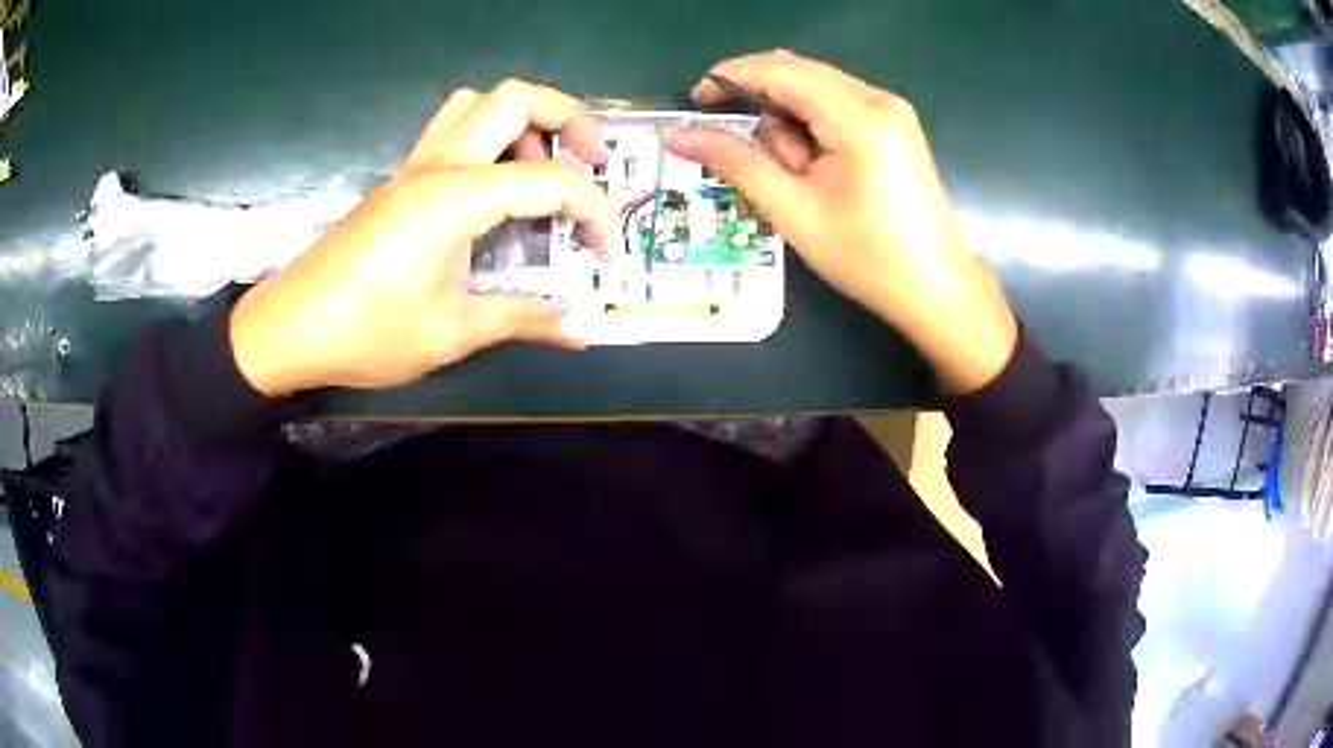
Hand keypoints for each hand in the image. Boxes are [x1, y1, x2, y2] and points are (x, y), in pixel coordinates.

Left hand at [229, 81, 616, 395]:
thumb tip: (581, 331)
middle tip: (592, 163)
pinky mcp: (397, 182)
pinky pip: (449, 130)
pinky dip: (485, 138)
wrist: (288, 328)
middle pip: (517, 97)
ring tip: (536, 168)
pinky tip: (488, 188)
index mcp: (458, 197)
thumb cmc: (366, 331)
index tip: (605, 253)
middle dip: (570, 118)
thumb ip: (522, 319)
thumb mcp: (451, 332)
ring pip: (476, 103)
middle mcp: (439, 165)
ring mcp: (414, 168)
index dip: (594, 211)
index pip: (552, 181)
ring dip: (520, 121)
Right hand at [668, 50, 1017, 394]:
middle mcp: (878, 99)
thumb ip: (737, 163)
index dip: (729, 77)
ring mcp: (891, 109)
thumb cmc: (868, 258)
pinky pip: (837, 104)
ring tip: (796, 175)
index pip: (779, 70)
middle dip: (761, 103)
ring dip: (789, 120)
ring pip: (815, 88)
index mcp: (858, 117)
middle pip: (797, 72)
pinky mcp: (895, 124)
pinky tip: (815, 167)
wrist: (937, 288)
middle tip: (745, 151)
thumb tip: (682, 137)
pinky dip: (812, 126)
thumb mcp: (794, 212)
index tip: (695, 104)